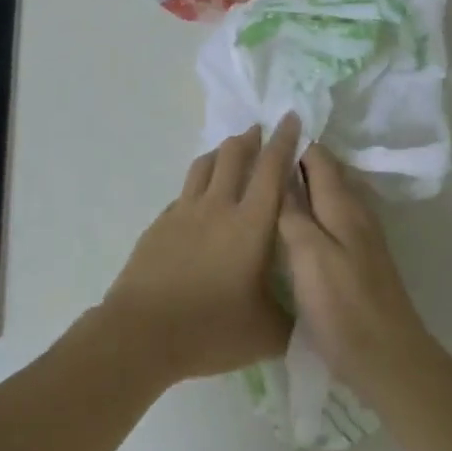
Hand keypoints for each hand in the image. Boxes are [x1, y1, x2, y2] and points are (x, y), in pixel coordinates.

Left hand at [100, 115, 301, 383]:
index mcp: (250, 224)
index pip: (271, 169)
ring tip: (230, 152)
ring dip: (221, 153)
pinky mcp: (159, 225)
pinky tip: (199, 199)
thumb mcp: (266, 333)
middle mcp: (217, 207)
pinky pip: (183, 193)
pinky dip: (197, 185)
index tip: (290, 117)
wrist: (142, 333)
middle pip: (233, 155)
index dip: (284, 140)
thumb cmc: (211, 329)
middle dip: (251, 138)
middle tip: (260, 131)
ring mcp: (183, 213)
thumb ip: (292, 318)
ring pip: (204, 166)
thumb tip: (308, 311)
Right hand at [278, 145, 431, 398]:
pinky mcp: (359, 259)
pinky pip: (331, 219)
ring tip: (267, 188)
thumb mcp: (309, 256)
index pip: (319, 156)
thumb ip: (294, 213)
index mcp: (343, 205)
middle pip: (326, 173)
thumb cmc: (343, 306)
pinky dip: (310, 211)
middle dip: (296, 161)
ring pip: (329, 196)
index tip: (261, 136)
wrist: (388, 357)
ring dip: (303, 187)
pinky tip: (290, 226)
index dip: (293, 143)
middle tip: (257, 160)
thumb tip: (282, 173)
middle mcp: (356, 212)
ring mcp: (361, 236)